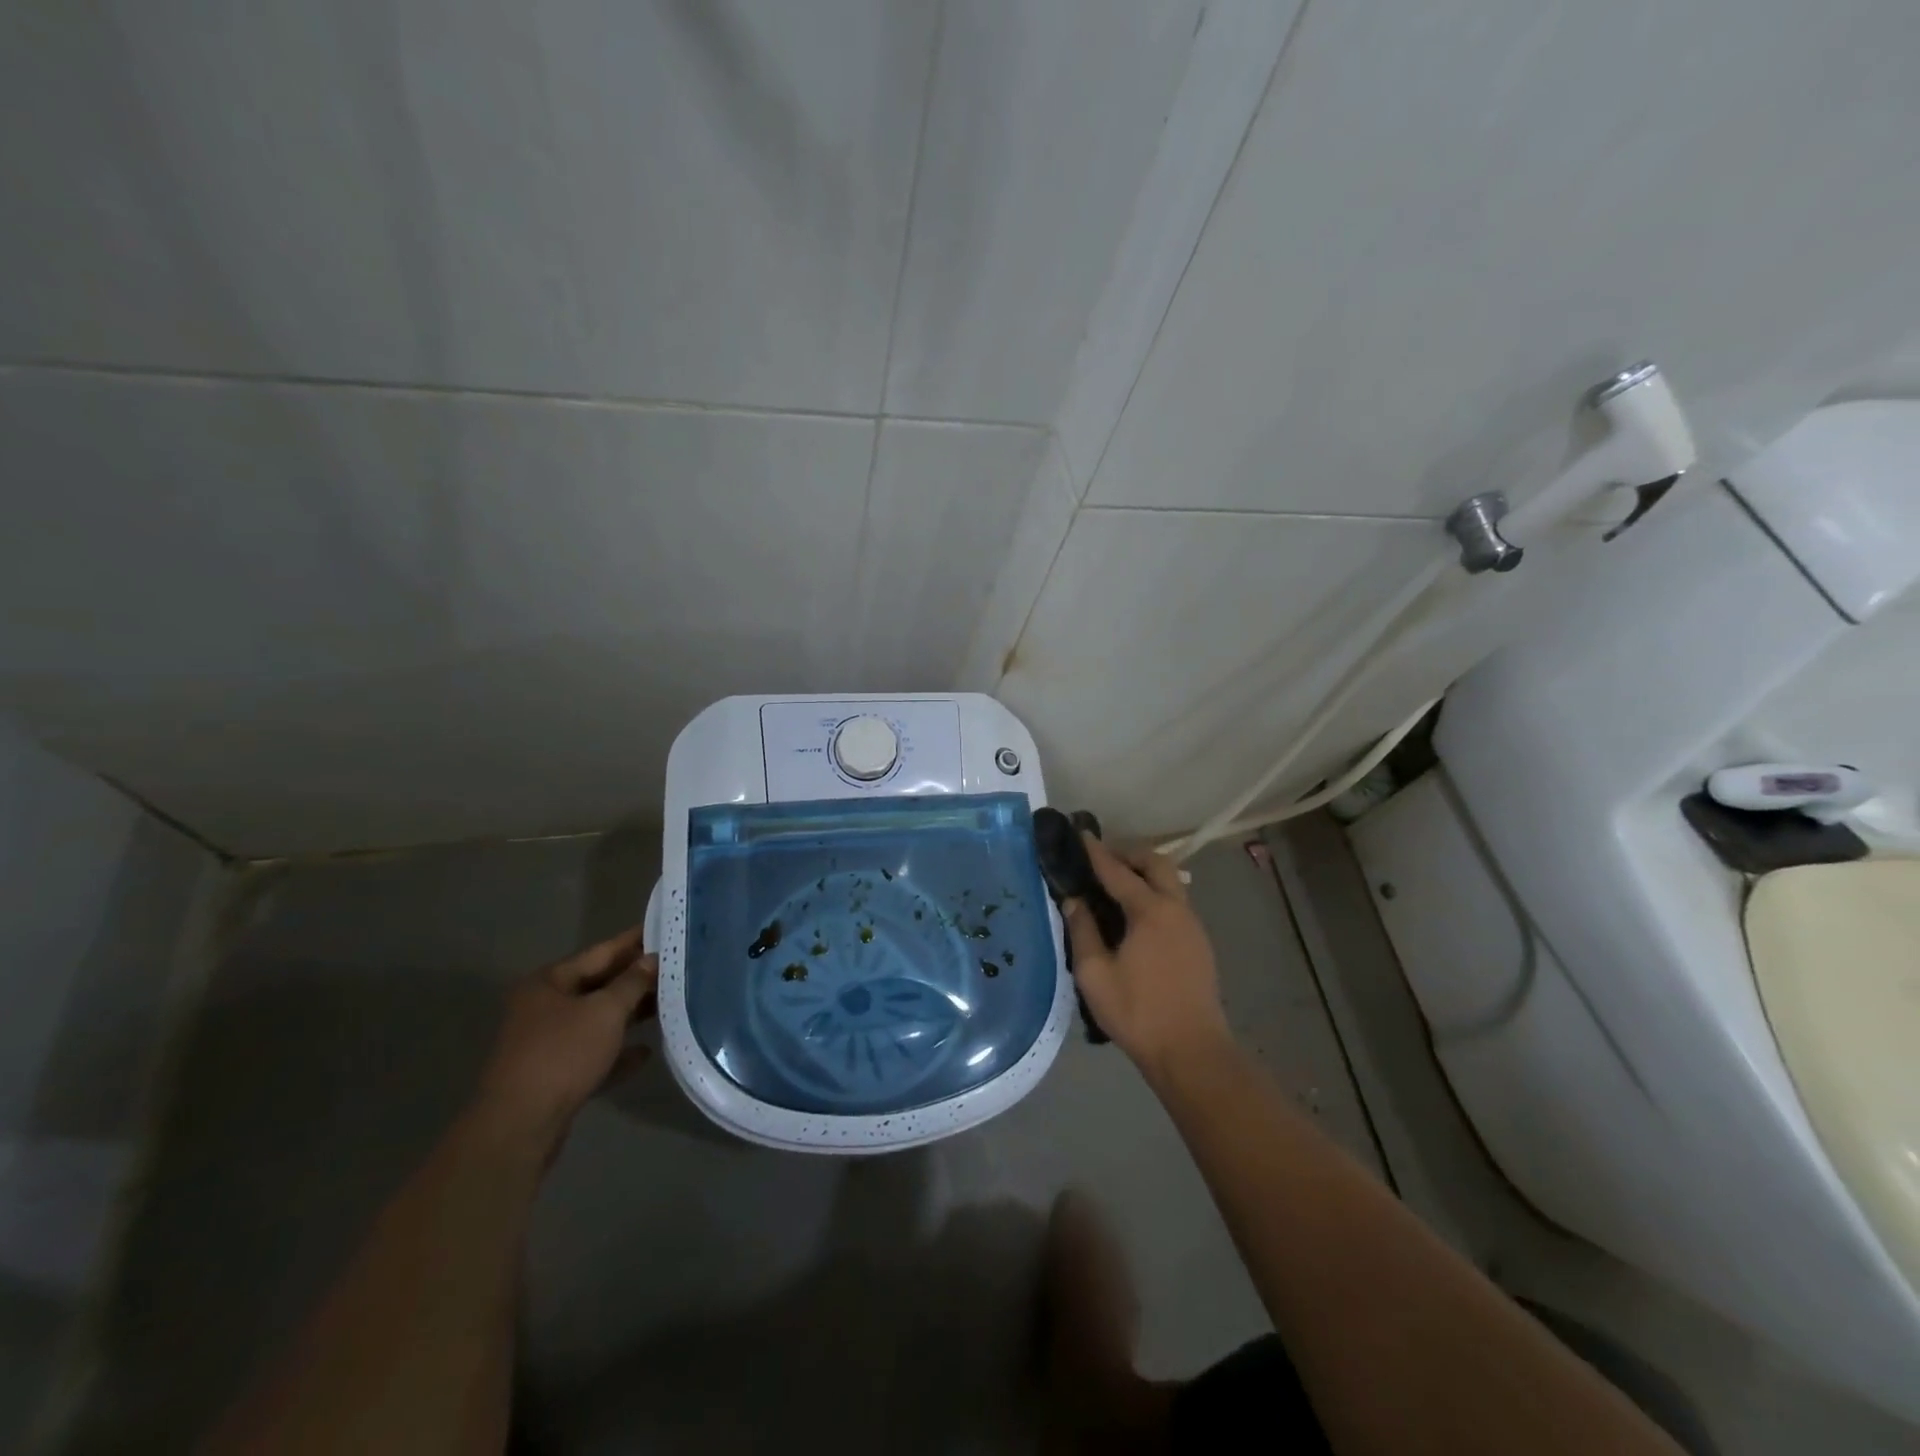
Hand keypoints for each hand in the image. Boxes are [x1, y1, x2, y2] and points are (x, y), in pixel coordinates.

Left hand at [473, 926, 656, 1153]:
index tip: (665, 929)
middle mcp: (544, 1007)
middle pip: (599, 986)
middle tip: (677, 968)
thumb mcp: (605, 1011)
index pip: (601, 952)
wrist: (520, 1126)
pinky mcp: (554, 1075)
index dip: (634, 941)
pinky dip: (617, 1051)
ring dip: (630, 1015)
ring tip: (670, 1005)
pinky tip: (645, 1052)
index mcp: (549, 983)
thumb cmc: (562, 1054)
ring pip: (597, 1020)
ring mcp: (547, 1043)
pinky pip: (593, 1054)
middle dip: (636, 980)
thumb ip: (632, 983)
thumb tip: (651, 959)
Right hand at [1062, 836, 1230, 1076]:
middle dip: (1129, 853)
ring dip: (1145, 873)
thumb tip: (1074, 901)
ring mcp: (1193, 926)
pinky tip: (1137, 915)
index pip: (1118, 871)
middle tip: (1102, 858)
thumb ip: (1082, 931)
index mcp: (1150, 911)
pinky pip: (1176, 902)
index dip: (1097, 852)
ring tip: (1117, 884)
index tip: (1081, 835)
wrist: (1191, 1052)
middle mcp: (1176, 909)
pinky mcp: (1200, 944)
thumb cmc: (1138, 1012)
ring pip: (1171, 881)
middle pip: (1156, 863)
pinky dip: (1155, 893)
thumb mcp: (1094, 974)